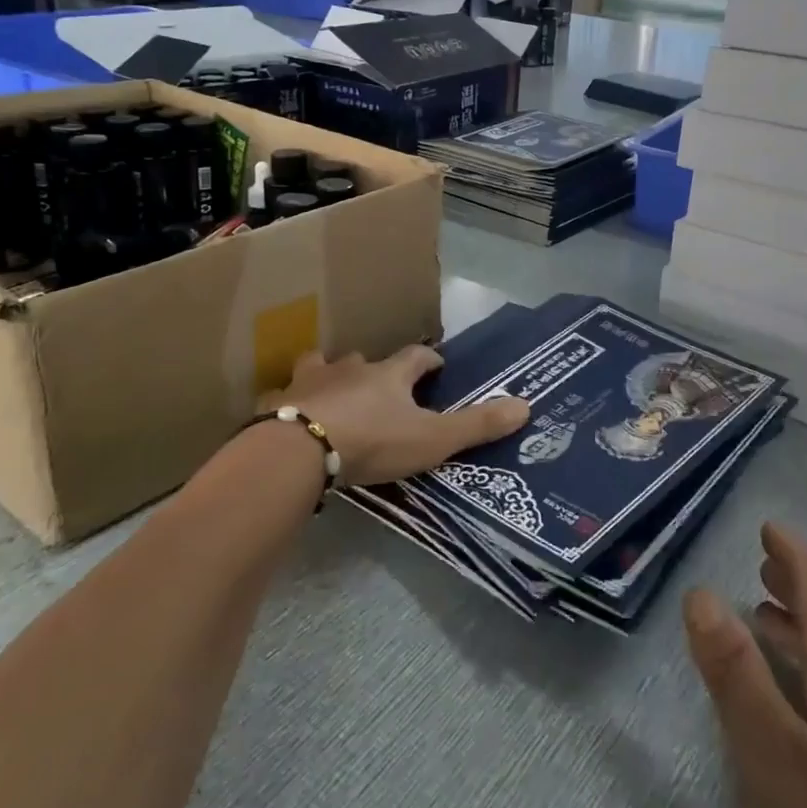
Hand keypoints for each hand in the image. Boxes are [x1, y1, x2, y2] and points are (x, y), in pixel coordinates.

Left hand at [263, 345, 528, 487]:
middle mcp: (350, 369)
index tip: (436, 366)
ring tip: (334, 393)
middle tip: (383, 386)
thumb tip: (527, 405)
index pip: (417, 356)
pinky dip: (290, 402)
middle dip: (375, 369)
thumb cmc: (372, 441)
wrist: (298, 451)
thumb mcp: (432, 438)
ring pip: (322, 366)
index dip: (429, 360)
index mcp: (389, 374)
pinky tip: (289, 416)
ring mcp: (310, 382)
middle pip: (366, 359)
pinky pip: (284, 396)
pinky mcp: (279, 403)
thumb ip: (477, 425)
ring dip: (330, 375)